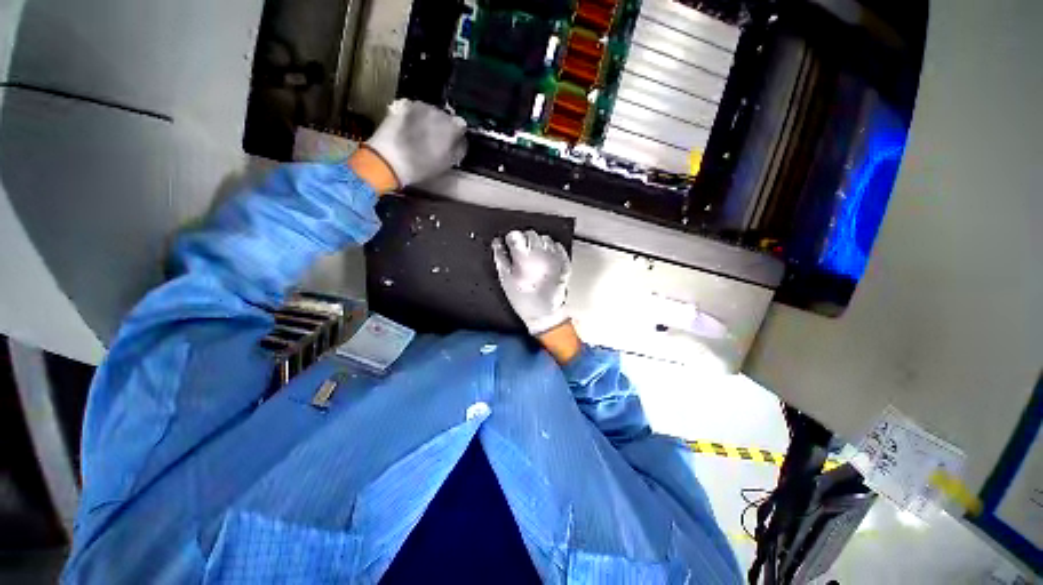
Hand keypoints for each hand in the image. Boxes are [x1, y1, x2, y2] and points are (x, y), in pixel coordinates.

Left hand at [364, 99, 467, 188]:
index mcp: (451, 126)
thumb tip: (461, 140)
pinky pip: (414, 109)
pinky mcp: (403, 105)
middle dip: (442, 126)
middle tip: (435, 141)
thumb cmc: (422, 167)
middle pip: (445, 117)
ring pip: (429, 112)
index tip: (452, 142)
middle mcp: (438, 111)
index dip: (457, 134)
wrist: (389, 160)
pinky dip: (414, 117)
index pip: (460, 125)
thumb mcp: (446, 163)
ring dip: (428, 121)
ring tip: (420, 135)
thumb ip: (458, 149)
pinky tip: (409, 129)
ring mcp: (419, 106)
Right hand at [492, 230, 571, 335]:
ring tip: (534, 259)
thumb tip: (497, 243)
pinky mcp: (564, 261)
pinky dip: (550, 249)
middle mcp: (541, 253)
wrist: (545, 312)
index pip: (515, 235)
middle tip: (521, 254)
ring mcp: (554, 257)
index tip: (509, 245)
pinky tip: (545, 260)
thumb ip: (500, 258)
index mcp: (524, 257)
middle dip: (524, 241)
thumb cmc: (524, 299)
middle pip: (530, 233)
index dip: (510, 239)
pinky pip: (556, 246)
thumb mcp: (505, 280)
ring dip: (537, 244)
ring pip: (544, 238)